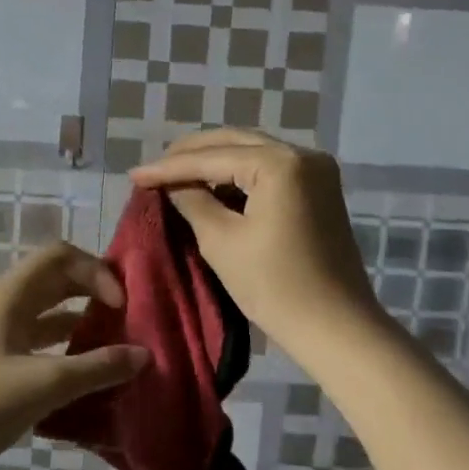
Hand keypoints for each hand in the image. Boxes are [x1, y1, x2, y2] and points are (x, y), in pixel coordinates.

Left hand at [0, 241, 149, 469]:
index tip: (122, 306)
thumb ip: (97, 368)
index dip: (96, 271)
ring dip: (84, 325)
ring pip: (51, 315)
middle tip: (130, 320)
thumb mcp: (45, 384)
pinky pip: (42, 344)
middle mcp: (6, 305)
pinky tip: (91, 376)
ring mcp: (0, 334)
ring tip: (118, 348)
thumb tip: (144, 354)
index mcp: (10, 295)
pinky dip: (68, 352)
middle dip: (95, 294)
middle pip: (58, 282)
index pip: (60, 257)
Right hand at [130, 129, 380, 356]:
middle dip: (191, 155)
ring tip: (175, 177)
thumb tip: (172, 184)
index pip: (211, 157)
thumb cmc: (274, 286)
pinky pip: (269, 171)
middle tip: (153, 170)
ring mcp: (316, 171)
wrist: (334, 326)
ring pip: (252, 154)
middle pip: (234, 143)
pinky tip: (212, 188)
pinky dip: (238, 176)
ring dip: (214, 163)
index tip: (133, 175)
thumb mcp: (221, 241)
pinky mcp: (319, 191)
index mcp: (280, 163)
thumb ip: (192, 201)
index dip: (168, 167)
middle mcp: (303, 154)